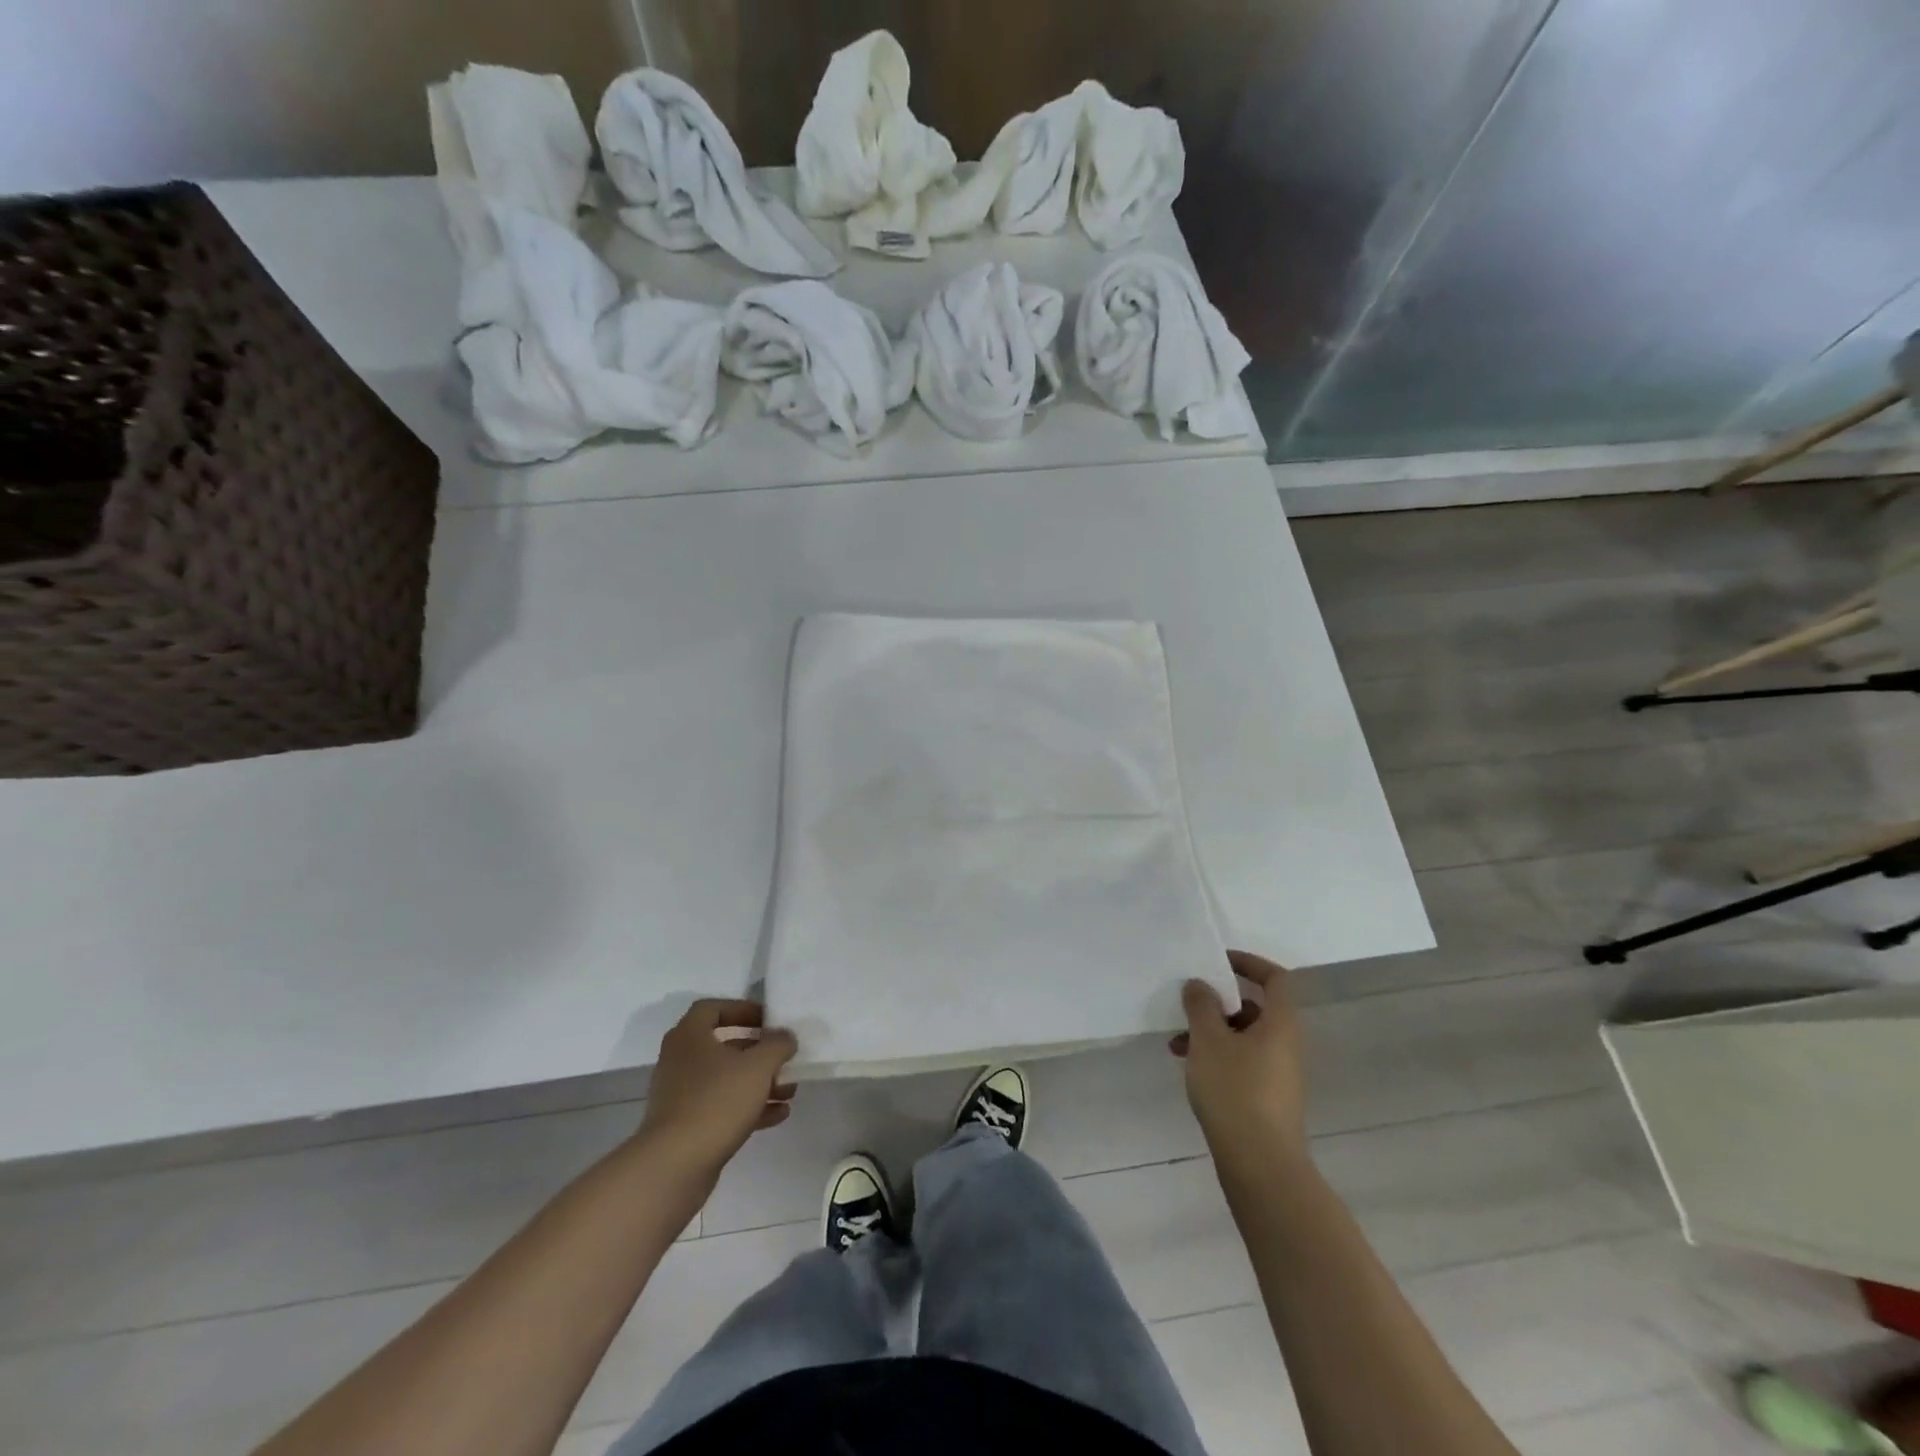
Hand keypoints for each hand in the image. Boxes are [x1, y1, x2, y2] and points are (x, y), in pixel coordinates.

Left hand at [640, 1000, 797, 1173]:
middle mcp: (680, 1061)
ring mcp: (681, 1096)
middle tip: (784, 1058)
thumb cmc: (717, 1101)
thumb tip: (785, 1036)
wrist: (674, 1166)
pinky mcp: (686, 1126)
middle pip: (724, 1046)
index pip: (712, 1008)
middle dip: (758, 1052)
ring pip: (726, 1079)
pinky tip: (778, 1115)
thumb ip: (777, 1045)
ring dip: (759, 1082)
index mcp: (689, 1036)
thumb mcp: (758, 1066)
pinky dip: (749, 1107)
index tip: (768, 1020)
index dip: (742, 1009)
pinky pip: (722, 1107)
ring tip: (789, 1091)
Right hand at [1170, 951, 1308, 1165]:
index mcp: (1280, 1024)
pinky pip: (1241, 1061)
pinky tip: (1188, 1067)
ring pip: (1242, 1037)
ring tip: (1177, 1044)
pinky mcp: (1266, 1097)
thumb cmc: (1236, 1091)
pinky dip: (1216, 1056)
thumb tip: (1200, 985)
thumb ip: (1201, 1005)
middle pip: (1254, 1008)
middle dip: (1217, 1003)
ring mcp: (1278, 1073)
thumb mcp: (1209, 1040)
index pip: (1275, 978)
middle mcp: (1285, 1044)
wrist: (1260, 1164)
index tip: (1217, 962)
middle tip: (1189, 1005)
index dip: (1248, 963)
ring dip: (1210, 1032)